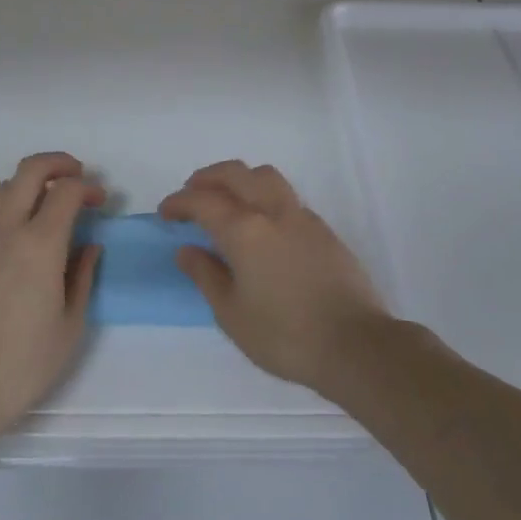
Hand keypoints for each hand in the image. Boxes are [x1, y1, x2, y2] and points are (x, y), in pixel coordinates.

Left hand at [0, 153, 101, 435]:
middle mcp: (5, 229)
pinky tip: (16, 242)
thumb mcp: (69, 326)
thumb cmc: (22, 365)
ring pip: (4, 189)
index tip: (99, 201)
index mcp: (39, 244)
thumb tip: (89, 245)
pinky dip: (8, 212)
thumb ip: (83, 277)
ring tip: (46, 210)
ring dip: (30, 186)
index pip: (66, 190)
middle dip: (58, 164)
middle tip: (76, 177)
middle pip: (30, 169)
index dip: (87, 187)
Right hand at [160, 161, 392, 397]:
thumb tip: (186, 250)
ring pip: (265, 176)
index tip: (165, 212)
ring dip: (239, 178)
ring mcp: (301, 216)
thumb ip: (206, 276)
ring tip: (226, 198)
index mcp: (244, 230)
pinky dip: (263, 196)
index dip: (179, 202)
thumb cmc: (285, 335)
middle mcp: (272, 211)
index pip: (203, 201)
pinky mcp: (323, 229)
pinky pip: (286, 196)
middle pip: (235, 174)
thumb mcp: (232, 314)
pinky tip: (261, 223)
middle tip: (191, 193)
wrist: (355, 345)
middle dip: (207, 177)